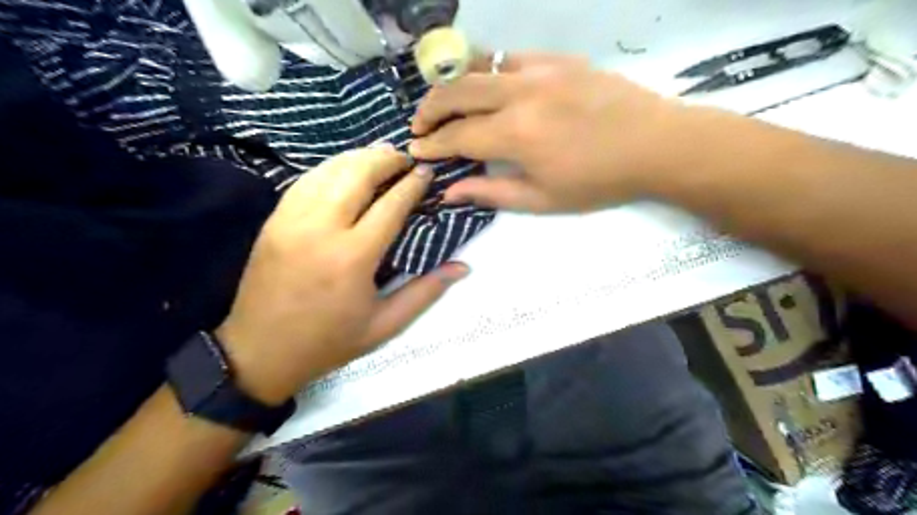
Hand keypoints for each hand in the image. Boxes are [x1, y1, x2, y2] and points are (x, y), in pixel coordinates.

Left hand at [216, 146, 467, 405]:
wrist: (261, 351)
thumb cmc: (329, 341)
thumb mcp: (385, 325)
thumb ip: (425, 292)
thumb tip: (463, 267)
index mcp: (353, 257)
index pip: (390, 205)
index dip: (412, 185)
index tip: (427, 172)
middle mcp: (322, 229)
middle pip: (357, 175)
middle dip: (385, 160)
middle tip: (405, 157)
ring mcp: (292, 220)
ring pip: (329, 171)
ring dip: (358, 158)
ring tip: (380, 155)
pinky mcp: (274, 220)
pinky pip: (305, 181)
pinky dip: (329, 168)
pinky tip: (344, 169)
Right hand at [413, 52, 690, 212]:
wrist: (655, 144)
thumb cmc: (598, 181)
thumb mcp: (542, 199)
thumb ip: (491, 193)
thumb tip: (449, 192)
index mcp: (515, 135)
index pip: (457, 136)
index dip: (432, 144)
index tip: (416, 149)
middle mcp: (519, 95)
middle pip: (456, 92)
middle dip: (429, 109)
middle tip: (419, 124)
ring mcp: (539, 70)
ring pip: (478, 67)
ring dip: (453, 84)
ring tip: (443, 102)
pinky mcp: (558, 59)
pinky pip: (509, 59)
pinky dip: (488, 71)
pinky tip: (487, 85)